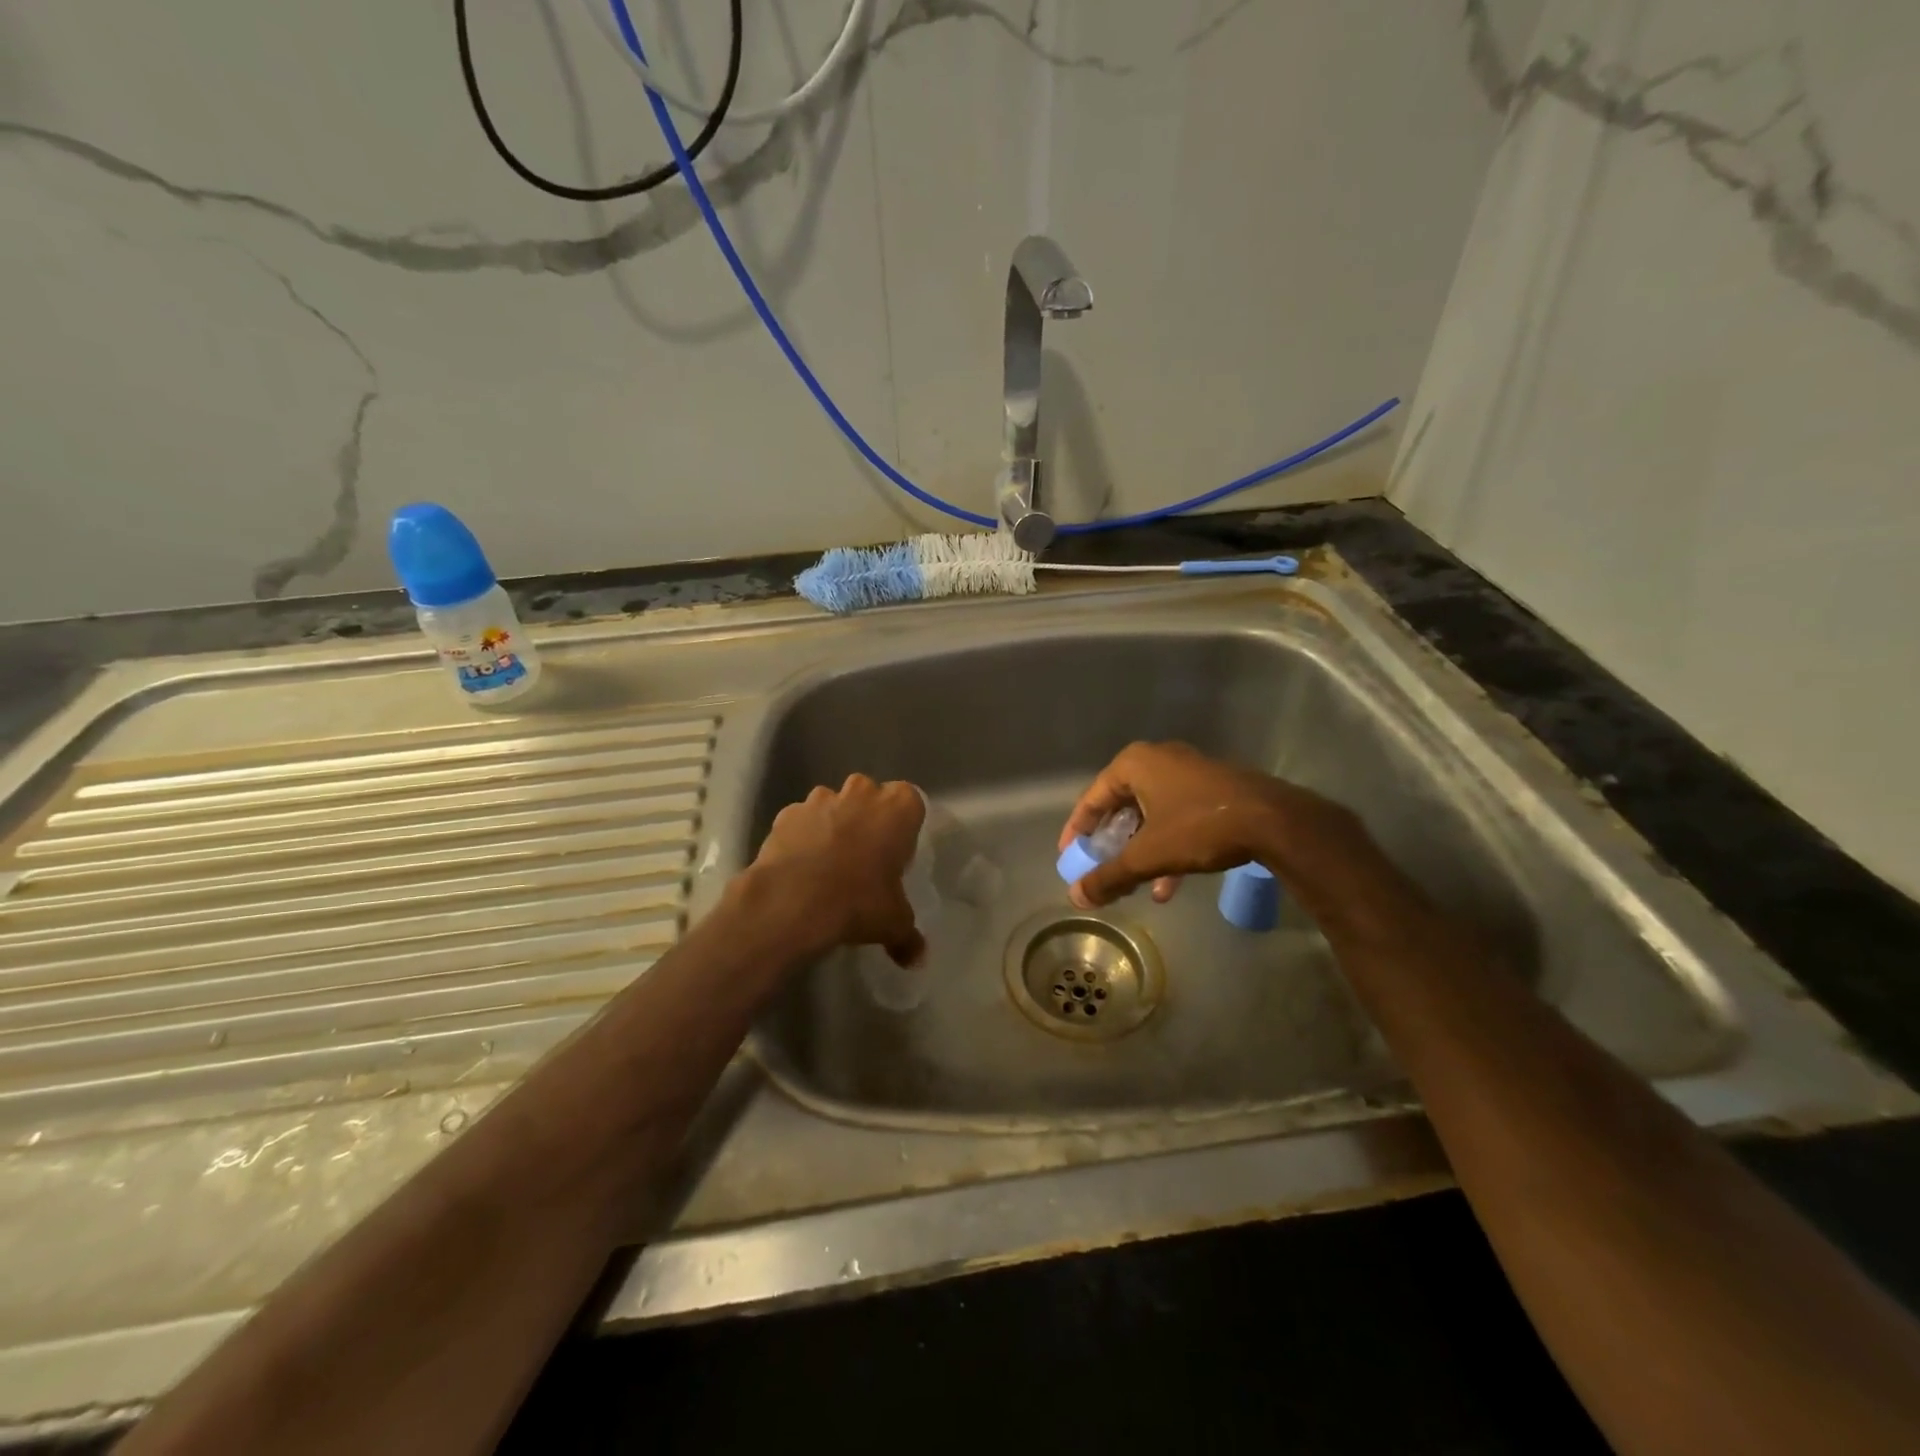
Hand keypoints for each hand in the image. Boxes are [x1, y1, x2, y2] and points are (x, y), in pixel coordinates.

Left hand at [741, 774, 926, 966]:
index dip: (903, 827)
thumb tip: (917, 959)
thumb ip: (908, 936)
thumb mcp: (894, 923)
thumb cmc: (858, 901)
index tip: (896, 854)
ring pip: (834, 805)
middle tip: (865, 858)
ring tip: (829, 865)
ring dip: (834, 825)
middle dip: (868, 820)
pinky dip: (802, 837)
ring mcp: (821, 798)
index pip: (911, 802)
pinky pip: (802, 821)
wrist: (793, 902)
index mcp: (899, 807)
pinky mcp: (788, 813)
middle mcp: (862, 792)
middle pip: (871, 797)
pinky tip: (801, 868)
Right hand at [1057, 741, 1363, 908]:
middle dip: (1111, 846)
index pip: (1091, 799)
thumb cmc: (1200, 827)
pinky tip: (1168, 886)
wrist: (1274, 820)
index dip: (1076, 832)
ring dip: (1140, 852)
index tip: (1068, 859)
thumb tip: (1075, 897)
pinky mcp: (1211, 789)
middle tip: (1101, 871)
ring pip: (1150, 815)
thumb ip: (1110, 876)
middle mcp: (1158, 760)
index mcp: (1134, 764)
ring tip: (1134, 885)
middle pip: (1121, 807)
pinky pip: (1176, 817)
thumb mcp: (1149, 855)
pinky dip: (1167, 847)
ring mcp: (1187, 772)